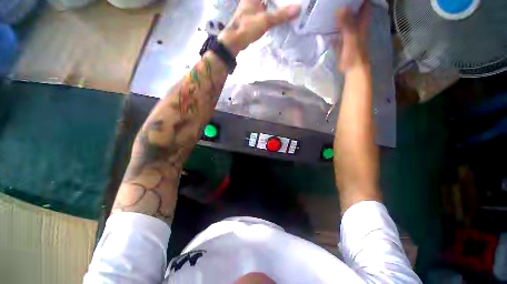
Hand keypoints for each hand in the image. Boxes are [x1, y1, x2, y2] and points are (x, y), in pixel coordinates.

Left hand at [218, 0, 300, 55]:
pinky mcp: (253, 18)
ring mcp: (252, 9)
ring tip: (288, 7)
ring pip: (267, 4)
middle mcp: (252, 0)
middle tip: (291, 2)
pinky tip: (278, 17)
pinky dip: (272, 13)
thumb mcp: (265, 20)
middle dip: (279, 1)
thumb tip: (298, 8)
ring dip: (276, 6)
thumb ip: (281, 15)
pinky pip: (265, 12)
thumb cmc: (247, 27)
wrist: (235, 41)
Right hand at [336, 3, 369, 71]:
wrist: (352, 69)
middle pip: (354, 12)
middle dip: (348, 5)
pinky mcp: (343, 43)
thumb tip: (341, 8)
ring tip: (330, 9)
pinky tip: (326, 26)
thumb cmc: (354, 54)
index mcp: (361, 24)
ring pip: (345, 22)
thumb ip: (347, 24)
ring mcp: (349, 35)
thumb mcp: (351, 37)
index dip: (359, 0)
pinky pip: (338, 33)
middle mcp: (356, 27)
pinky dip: (333, 29)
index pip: (363, 7)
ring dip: (340, 16)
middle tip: (335, 2)